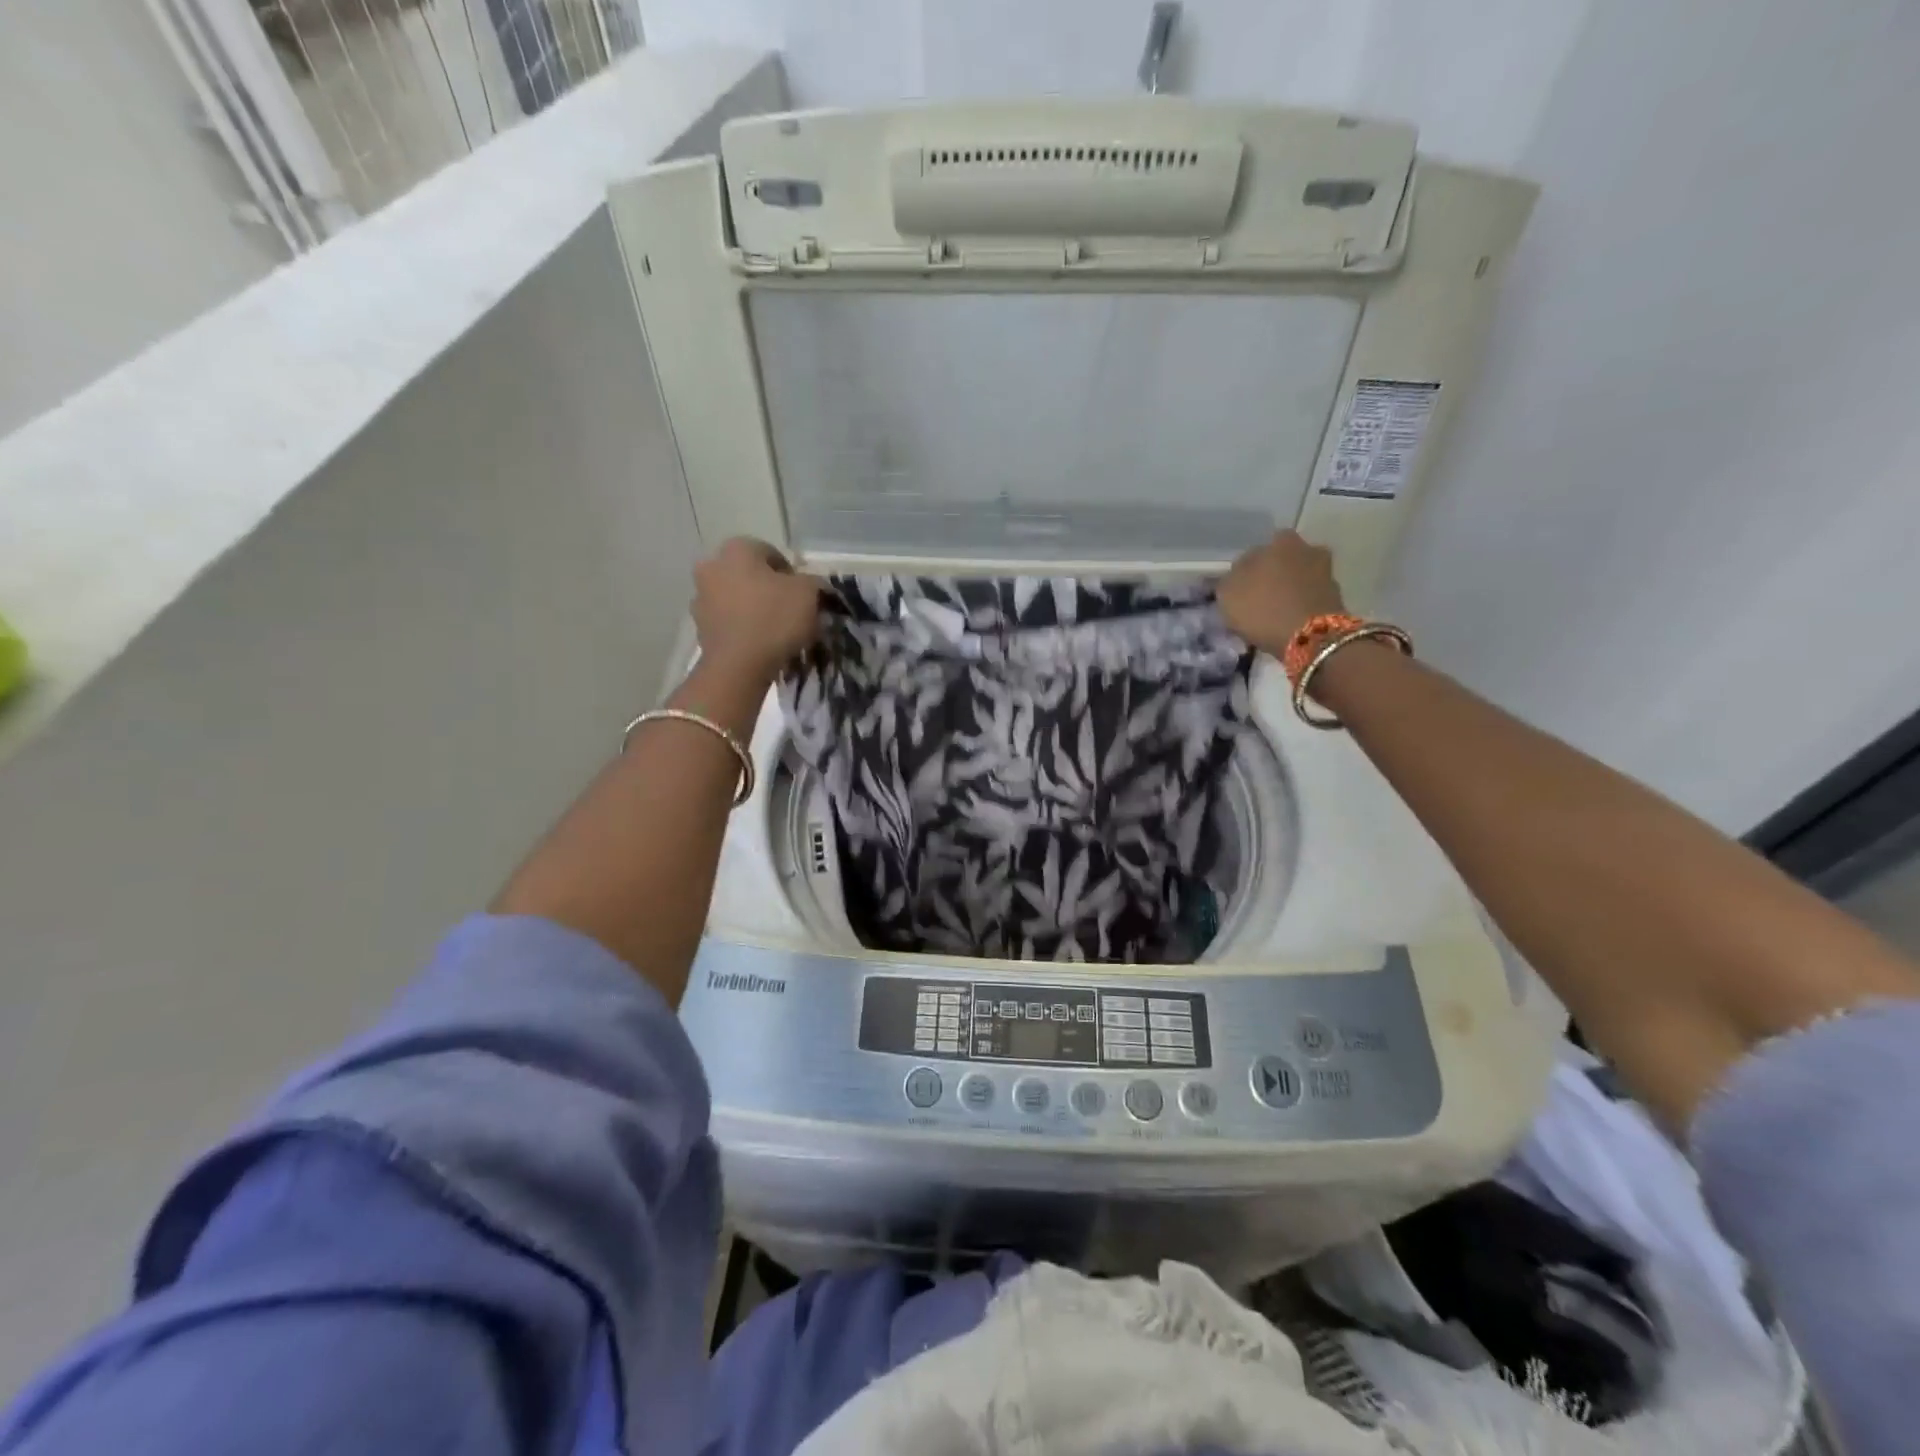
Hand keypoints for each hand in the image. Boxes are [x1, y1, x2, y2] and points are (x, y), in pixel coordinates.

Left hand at [692, 538, 825, 677]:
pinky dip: (741, 628)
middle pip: (749, 575)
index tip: (804, 596)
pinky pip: (728, 621)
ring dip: (752, 608)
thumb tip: (811, 585)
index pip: (771, 553)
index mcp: (737, 549)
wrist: (738, 665)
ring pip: (736, 598)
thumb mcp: (809, 593)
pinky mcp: (698, 627)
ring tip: (774, 632)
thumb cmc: (774, 619)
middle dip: (768, 590)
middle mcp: (712, 566)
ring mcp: (700, 597)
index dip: (792, 574)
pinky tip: (758, 644)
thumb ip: (813, 582)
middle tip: (790, 612)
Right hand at [1218, 530, 1348, 657]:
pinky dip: (1302, 603)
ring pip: (1299, 576)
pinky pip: (1311, 595)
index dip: (1245, 570)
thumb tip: (1237, 575)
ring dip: (1289, 588)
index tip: (1239, 589)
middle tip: (1259, 597)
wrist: (1312, 637)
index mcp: (1279, 542)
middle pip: (1283, 560)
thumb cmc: (1263, 609)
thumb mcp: (1228, 594)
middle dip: (1273, 574)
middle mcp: (1306, 548)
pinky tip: (1290, 619)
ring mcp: (1326, 571)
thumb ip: (1230, 579)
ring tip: (1275, 611)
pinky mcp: (1337, 595)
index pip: (1255, 551)